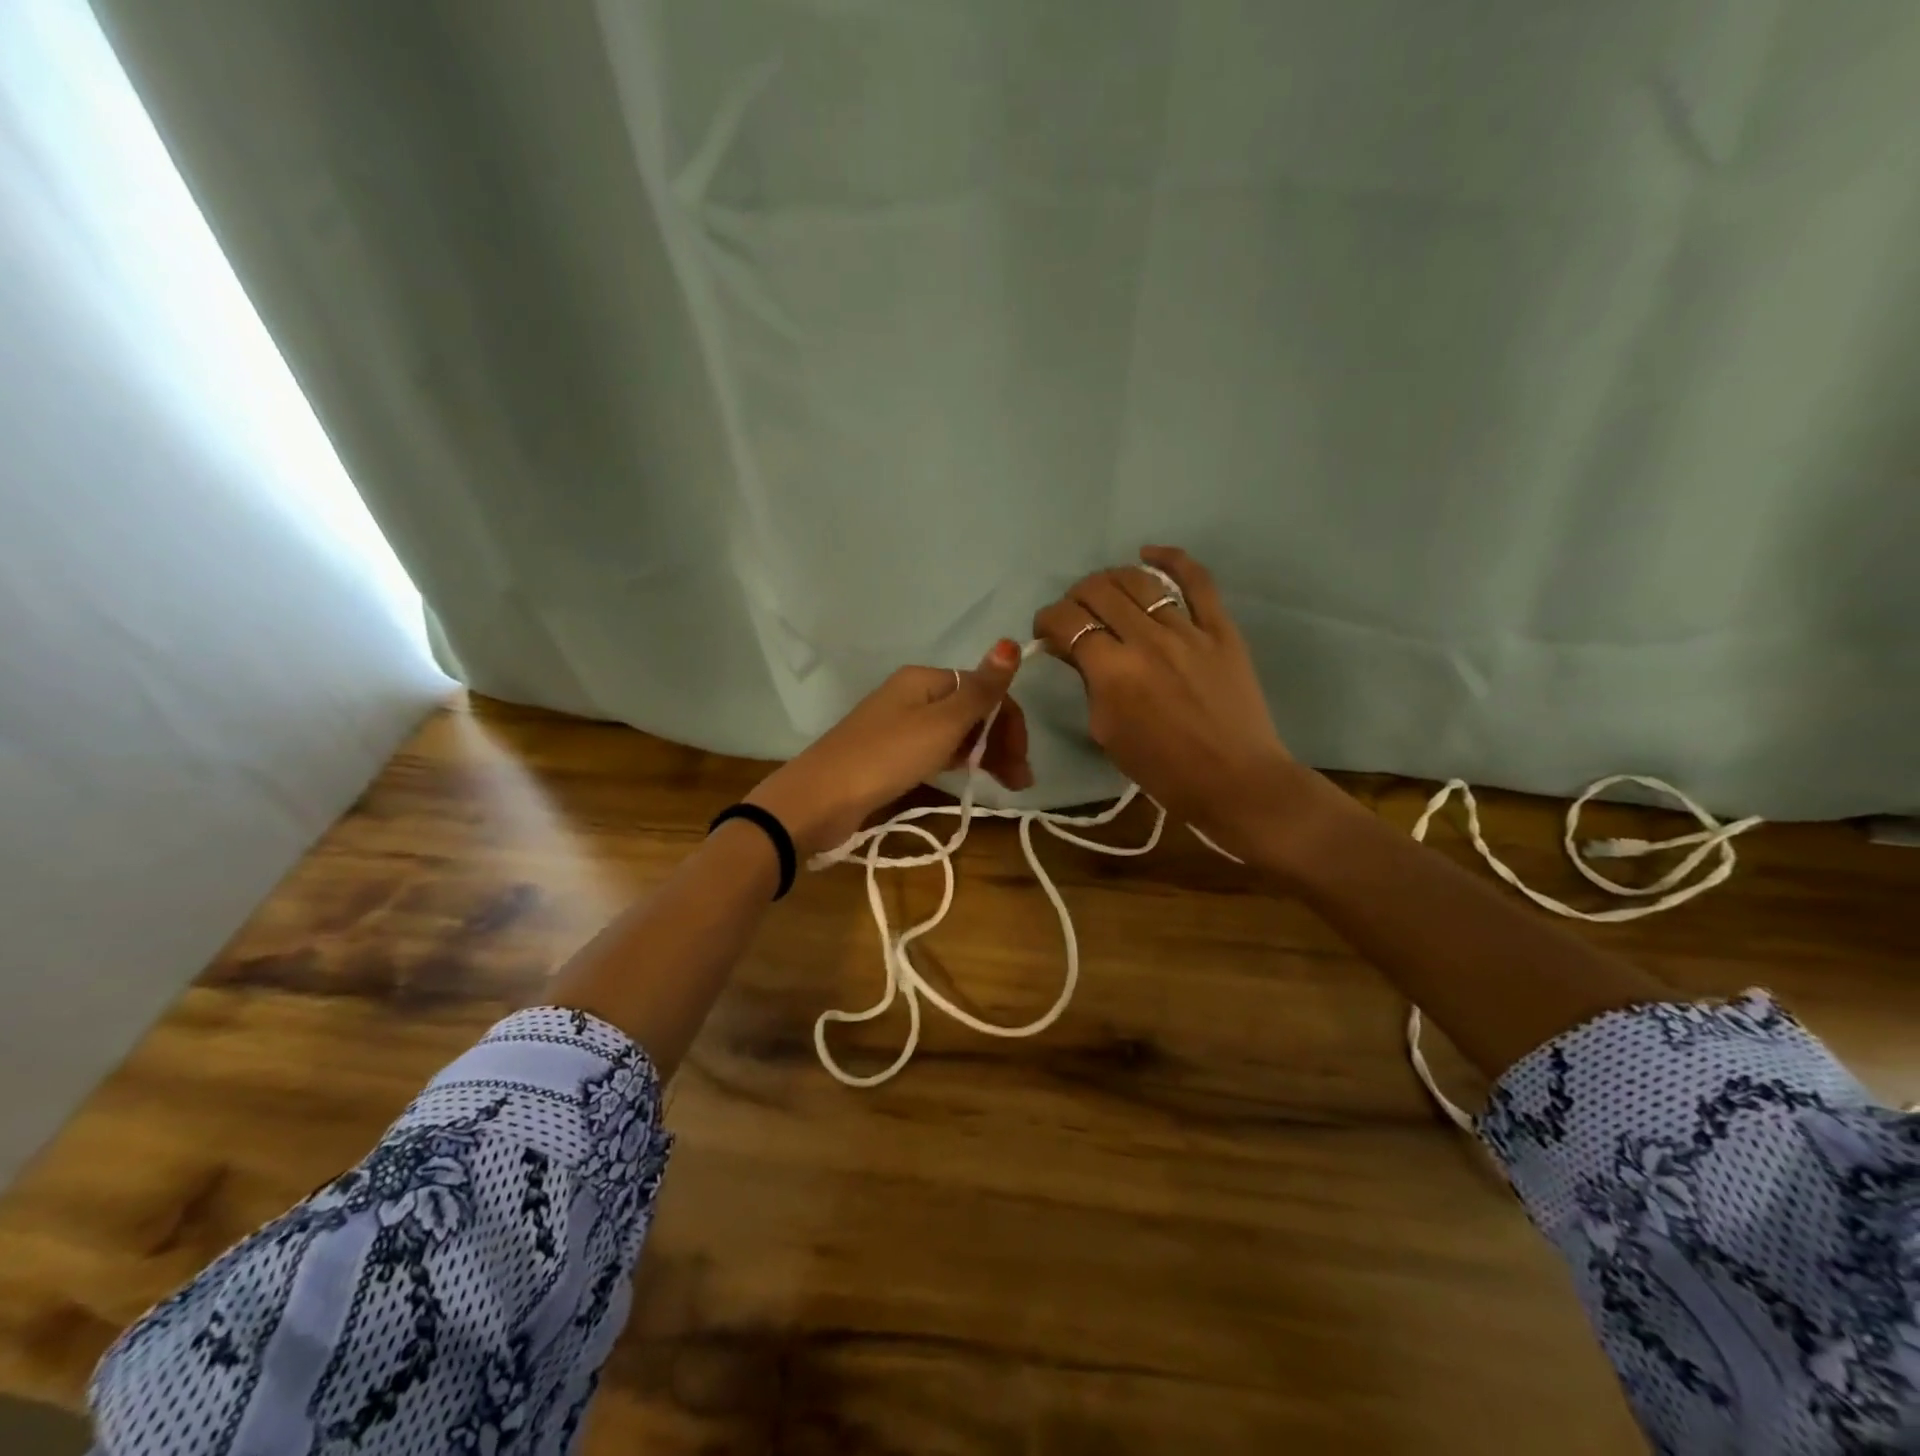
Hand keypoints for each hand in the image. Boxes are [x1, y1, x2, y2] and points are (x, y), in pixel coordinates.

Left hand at [747, 640, 1032, 857]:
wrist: (821, 798)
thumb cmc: (887, 756)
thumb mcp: (942, 723)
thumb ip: (980, 689)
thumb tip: (1010, 641)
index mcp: (925, 679)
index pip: (983, 690)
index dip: (1009, 722)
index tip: (1022, 761)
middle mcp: (913, 695)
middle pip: (970, 710)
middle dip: (1000, 740)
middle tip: (1020, 781)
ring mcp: (900, 725)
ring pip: (955, 733)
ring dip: (985, 753)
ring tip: (1006, 786)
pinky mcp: (890, 755)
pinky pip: (936, 750)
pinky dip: (958, 761)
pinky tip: (970, 778)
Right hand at [1032, 547, 1323, 862]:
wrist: (1234, 780)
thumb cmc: (1162, 769)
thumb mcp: (1107, 731)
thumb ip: (1088, 683)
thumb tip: (1074, 650)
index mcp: (1112, 672)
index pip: (1066, 622)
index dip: (1047, 621)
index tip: (1047, 632)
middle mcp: (1146, 640)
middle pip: (1098, 592)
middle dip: (1074, 598)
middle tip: (1075, 616)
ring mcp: (1188, 630)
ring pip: (1139, 580)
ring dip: (1111, 579)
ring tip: (1105, 592)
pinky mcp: (1221, 629)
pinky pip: (1198, 580)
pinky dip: (1171, 558)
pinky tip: (1150, 553)